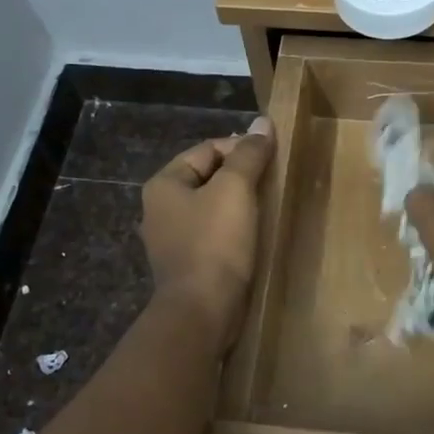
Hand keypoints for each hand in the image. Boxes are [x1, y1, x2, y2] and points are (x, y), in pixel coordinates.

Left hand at [140, 119, 274, 347]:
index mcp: (164, 184)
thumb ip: (249, 155)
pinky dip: (233, 229)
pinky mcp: (187, 264)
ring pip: (211, 207)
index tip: (272, 158)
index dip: (241, 147)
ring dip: (239, 203)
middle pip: (208, 177)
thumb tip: (263, 123)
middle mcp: (160, 208)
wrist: (201, 311)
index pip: (207, 149)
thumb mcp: (235, 190)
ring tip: (269, 206)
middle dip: (241, 176)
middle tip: (274, 181)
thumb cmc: (215, 244)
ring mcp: (171, 239)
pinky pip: (212, 234)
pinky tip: (254, 235)